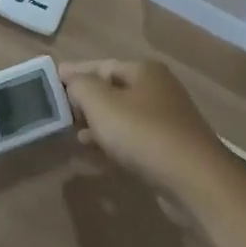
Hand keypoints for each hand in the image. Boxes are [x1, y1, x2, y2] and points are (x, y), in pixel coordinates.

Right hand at [59, 59, 228, 200]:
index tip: (50, 84)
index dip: (74, 74)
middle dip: (86, 101)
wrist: (195, 181)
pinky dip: (115, 142)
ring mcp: (168, 119)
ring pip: (124, 116)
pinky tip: (99, 155)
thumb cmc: (143, 134)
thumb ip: (80, 86)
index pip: (101, 65)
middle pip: (113, 90)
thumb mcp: (101, 104)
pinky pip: (135, 139)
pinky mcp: (171, 148)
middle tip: (60, 114)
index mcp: (144, 70)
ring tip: (74, 135)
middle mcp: (159, 89)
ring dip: (99, 124)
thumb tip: (70, 78)